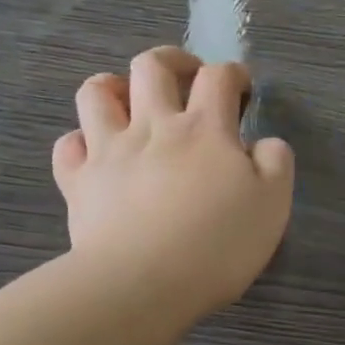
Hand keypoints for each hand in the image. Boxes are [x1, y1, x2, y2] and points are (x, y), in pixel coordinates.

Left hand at [52, 47, 293, 318]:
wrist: (143, 283)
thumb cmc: (217, 246)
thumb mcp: (273, 206)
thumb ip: (275, 164)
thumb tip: (265, 143)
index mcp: (205, 130)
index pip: (218, 78)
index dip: (232, 74)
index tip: (240, 88)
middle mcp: (153, 127)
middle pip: (152, 67)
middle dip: (172, 61)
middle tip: (185, 78)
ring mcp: (108, 151)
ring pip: (97, 93)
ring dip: (113, 87)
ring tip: (128, 102)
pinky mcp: (78, 182)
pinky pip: (68, 146)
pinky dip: (79, 142)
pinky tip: (93, 153)